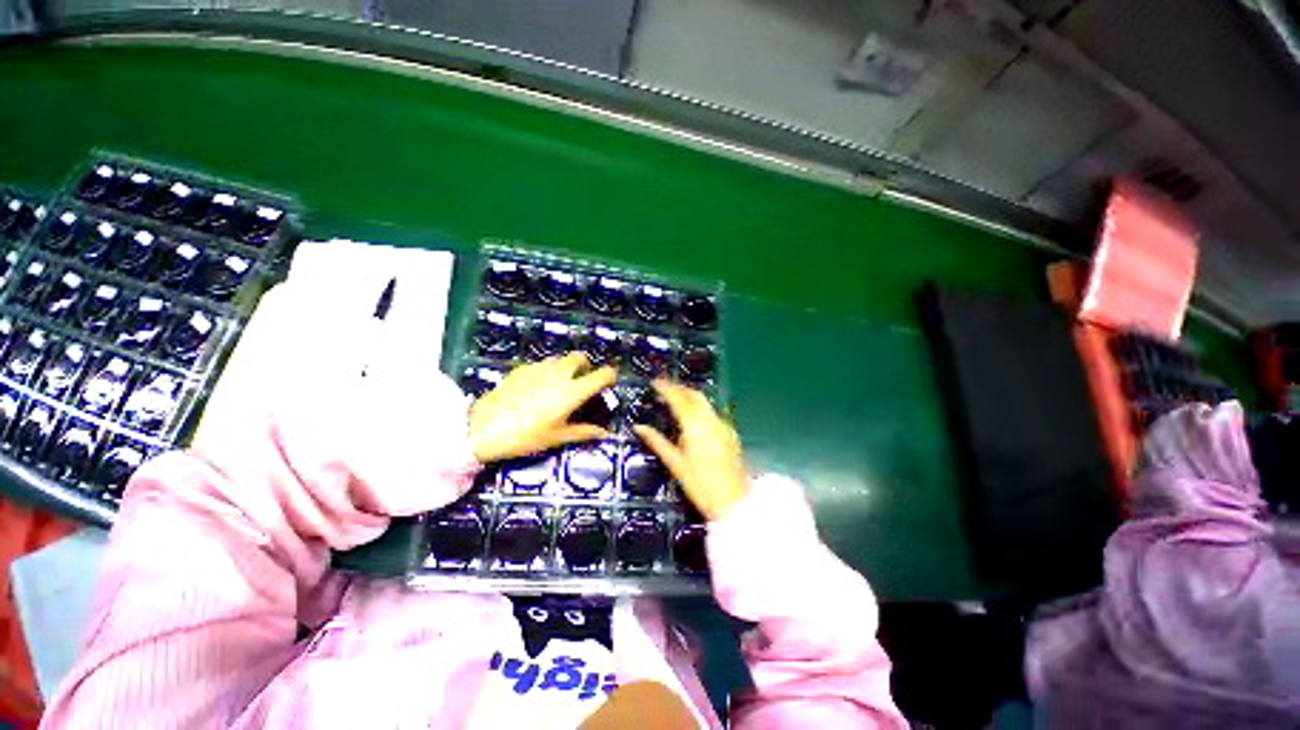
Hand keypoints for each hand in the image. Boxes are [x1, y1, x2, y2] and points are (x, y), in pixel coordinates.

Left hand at [469, 352, 616, 462]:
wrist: (483, 428)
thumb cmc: (526, 436)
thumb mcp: (557, 437)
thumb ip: (584, 432)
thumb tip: (605, 434)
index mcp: (572, 391)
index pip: (602, 375)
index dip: (610, 376)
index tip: (609, 384)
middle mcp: (559, 374)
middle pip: (580, 357)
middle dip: (586, 365)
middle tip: (582, 381)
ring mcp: (539, 368)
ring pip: (560, 359)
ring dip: (566, 367)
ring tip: (559, 385)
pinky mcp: (522, 368)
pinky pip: (542, 364)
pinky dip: (547, 371)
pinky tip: (537, 388)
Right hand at [633, 379, 746, 520]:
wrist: (734, 502)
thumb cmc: (701, 486)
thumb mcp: (675, 464)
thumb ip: (657, 442)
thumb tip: (639, 427)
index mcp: (696, 427)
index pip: (679, 399)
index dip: (666, 388)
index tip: (656, 382)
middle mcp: (711, 421)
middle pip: (695, 395)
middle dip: (680, 388)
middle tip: (665, 388)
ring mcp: (723, 426)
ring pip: (705, 403)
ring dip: (690, 397)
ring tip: (675, 400)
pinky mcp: (730, 433)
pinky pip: (712, 413)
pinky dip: (700, 408)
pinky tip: (693, 417)